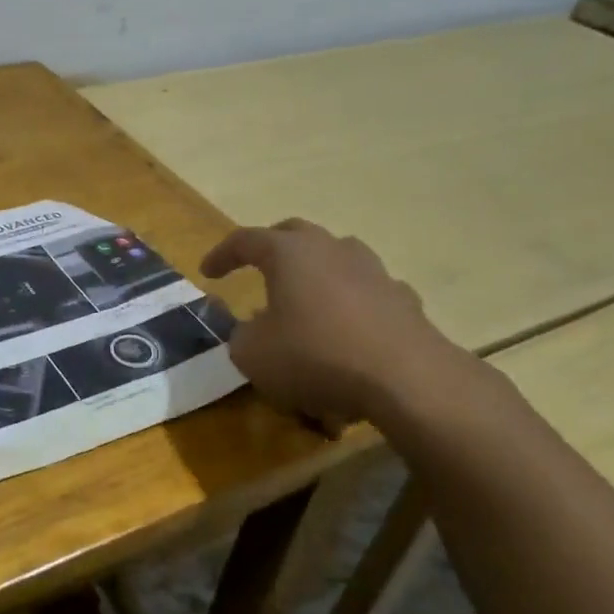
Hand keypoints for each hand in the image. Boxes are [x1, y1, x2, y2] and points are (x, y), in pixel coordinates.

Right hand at [202, 219, 469, 425]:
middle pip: (295, 234)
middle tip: (254, 265)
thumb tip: (252, 329)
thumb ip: (242, 336)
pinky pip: (366, 290)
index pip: (245, 240)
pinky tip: (346, 326)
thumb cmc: (315, 357)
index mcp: (289, 253)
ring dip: (314, 270)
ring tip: (303, 295)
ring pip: (336, 256)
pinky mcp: (402, 299)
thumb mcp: (253, 355)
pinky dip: (349, 301)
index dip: (222, 254)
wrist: (405, 378)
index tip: (207, 271)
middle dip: (270, 247)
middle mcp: (331, 249)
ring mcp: (373, 271)